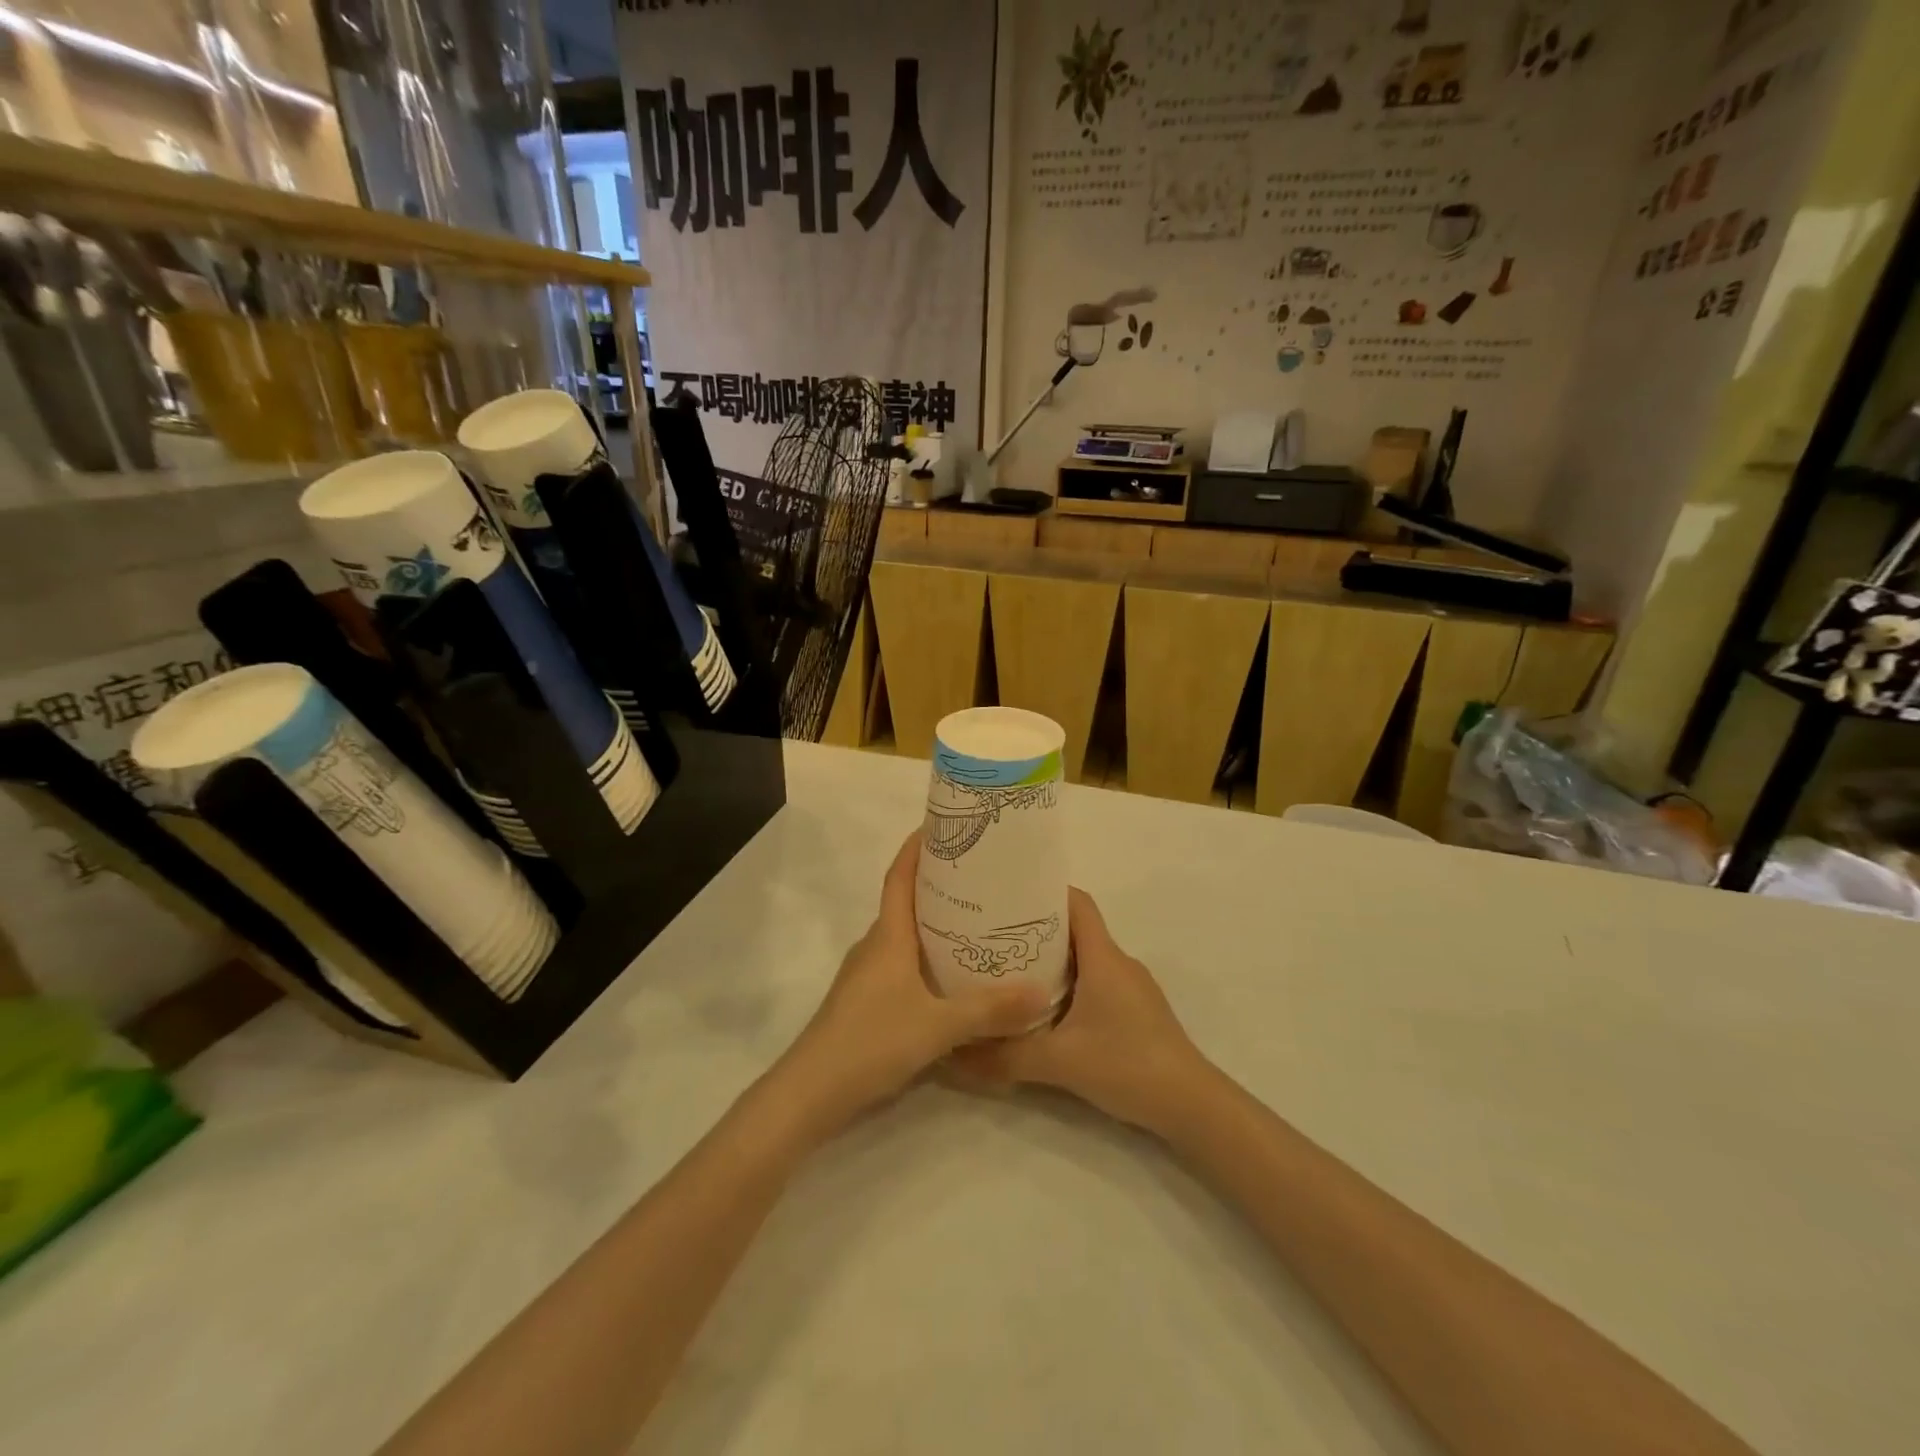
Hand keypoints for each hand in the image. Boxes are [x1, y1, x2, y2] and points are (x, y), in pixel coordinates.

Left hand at [777, 832, 1051, 1132]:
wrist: (810, 1093)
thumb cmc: (870, 1042)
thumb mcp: (937, 1026)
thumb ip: (988, 1009)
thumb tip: (1040, 990)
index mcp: (888, 936)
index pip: (900, 878)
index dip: (916, 848)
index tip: (940, 825)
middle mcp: (875, 947)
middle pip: (906, 903)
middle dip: (939, 885)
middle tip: (982, 877)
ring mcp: (867, 975)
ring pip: (904, 937)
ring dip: (935, 925)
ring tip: (978, 923)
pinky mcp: (866, 1002)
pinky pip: (902, 965)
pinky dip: (927, 958)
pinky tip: (953, 978)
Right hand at [948, 888, 1210, 1133]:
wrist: (1192, 1106)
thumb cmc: (1128, 1065)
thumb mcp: (1059, 1062)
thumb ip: (1005, 1057)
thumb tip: (954, 1055)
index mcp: (1103, 957)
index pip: (1077, 903)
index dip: (1046, 891)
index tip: (1008, 895)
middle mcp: (1118, 962)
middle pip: (1075, 929)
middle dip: (1036, 928)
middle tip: (993, 937)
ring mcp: (1131, 987)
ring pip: (1085, 958)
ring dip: (1051, 960)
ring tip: (1010, 972)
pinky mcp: (1136, 1011)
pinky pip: (1096, 982)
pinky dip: (1069, 985)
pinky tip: (1045, 1010)